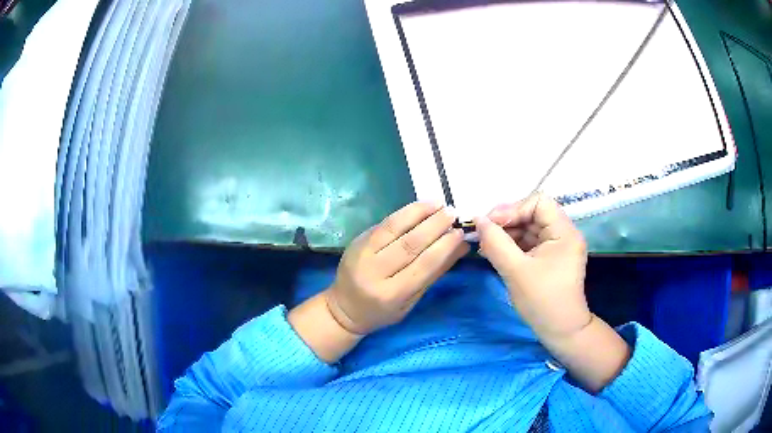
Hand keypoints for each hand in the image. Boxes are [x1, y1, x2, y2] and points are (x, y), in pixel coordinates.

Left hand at [325, 201, 469, 334]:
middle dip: (434, 225)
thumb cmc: (382, 312)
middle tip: (453, 213)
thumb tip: (461, 247)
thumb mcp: (411, 301)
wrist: (344, 308)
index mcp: (391, 294)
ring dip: (419, 212)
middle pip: (409, 244)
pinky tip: (420, 207)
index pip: (423, 265)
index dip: (444, 247)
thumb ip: (435, 273)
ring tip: (438, 203)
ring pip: (394, 227)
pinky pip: (384, 224)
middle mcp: (374, 272)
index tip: (461, 232)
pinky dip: (404, 213)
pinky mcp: (357, 241)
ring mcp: (362, 254)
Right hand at [475, 194, 590, 339]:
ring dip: (507, 234)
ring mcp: (557, 246)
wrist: (560, 331)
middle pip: (532, 213)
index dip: (513, 209)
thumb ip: (495, 242)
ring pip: (529, 228)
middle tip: (484, 236)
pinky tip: (495, 254)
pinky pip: (529, 243)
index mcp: (564, 232)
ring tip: (486, 247)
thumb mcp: (515, 271)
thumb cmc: (542, 301)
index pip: (538, 202)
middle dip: (507, 222)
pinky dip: (512, 246)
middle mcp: (564, 233)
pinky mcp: (550, 257)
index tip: (491, 224)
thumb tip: (478, 220)